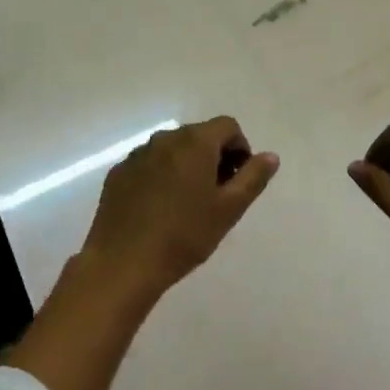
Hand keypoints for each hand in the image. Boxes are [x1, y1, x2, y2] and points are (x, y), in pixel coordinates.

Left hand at [83, 116, 278, 299]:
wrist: (123, 263)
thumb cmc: (184, 235)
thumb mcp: (229, 209)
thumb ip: (253, 177)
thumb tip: (270, 156)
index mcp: (195, 142)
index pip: (228, 126)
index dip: (240, 149)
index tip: (238, 181)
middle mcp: (165, 138)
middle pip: (199, 136)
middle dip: (214, 157)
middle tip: (217, 196)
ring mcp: (137, 154)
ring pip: (173, 150)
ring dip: (187, 166)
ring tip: (187, 205)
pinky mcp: (118, 173)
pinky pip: (149, 164)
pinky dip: (161, 176)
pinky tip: (159, 209)